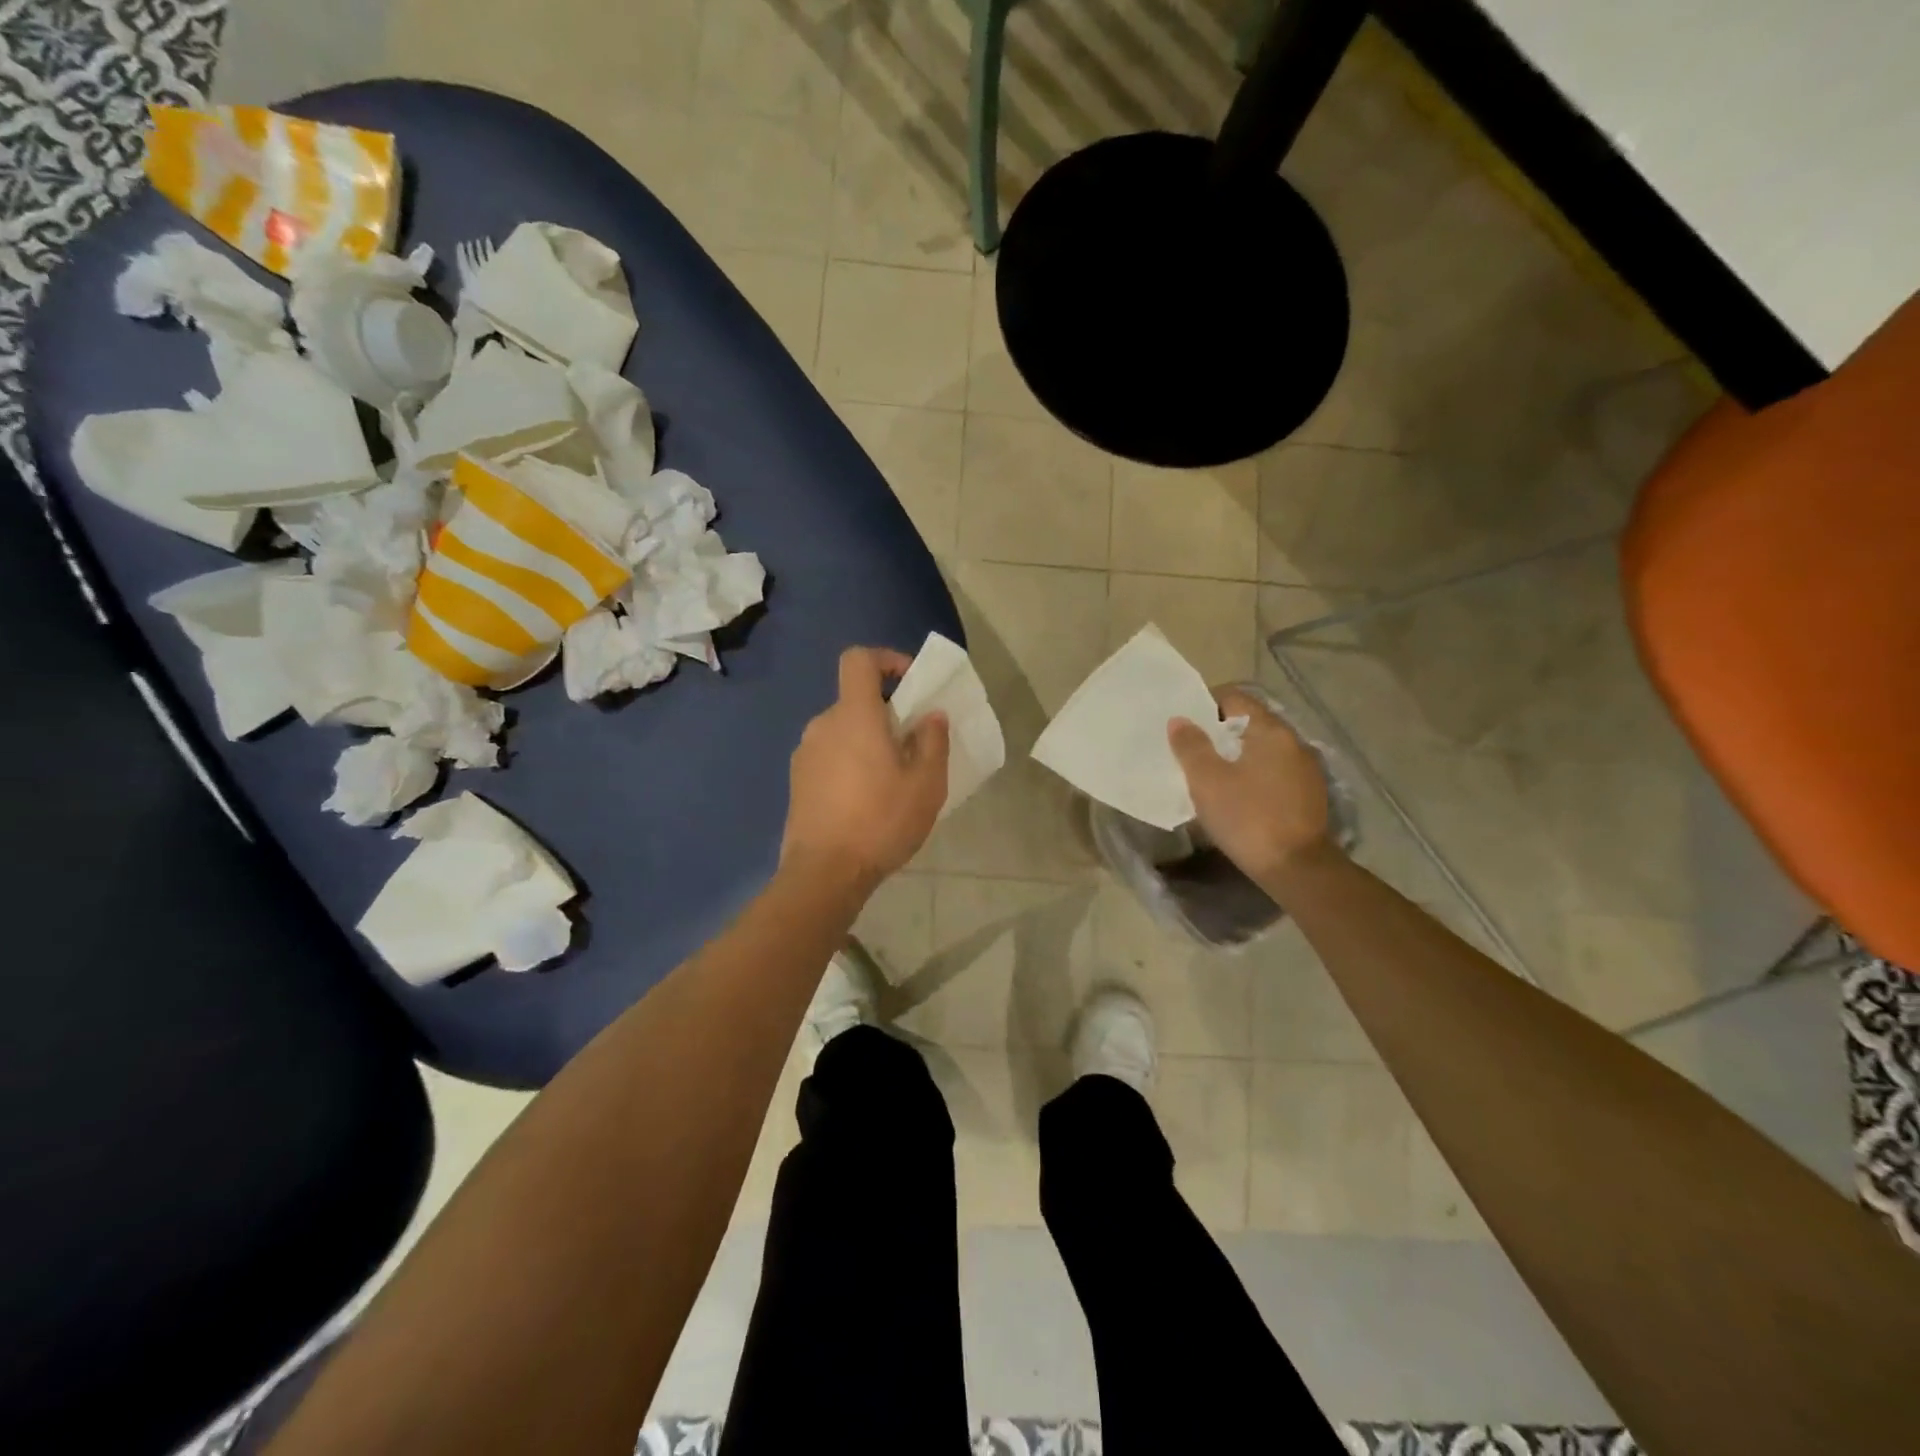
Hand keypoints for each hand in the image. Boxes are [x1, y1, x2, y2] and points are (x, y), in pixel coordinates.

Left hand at [782, 647, 949, 892]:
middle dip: (886, 713)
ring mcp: (805, 754)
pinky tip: (866, 801)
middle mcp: (823, 725)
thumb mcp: (925, 784)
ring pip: (843, 731)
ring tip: (892, 779)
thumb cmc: (880, 821)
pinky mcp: (797, 781)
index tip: (910, 683)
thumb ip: (932, 742)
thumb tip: (931, 716)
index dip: (886, 660)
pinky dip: (850, 763)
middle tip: (912, 745)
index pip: (859, 660)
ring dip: (868, 742)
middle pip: (855, 700)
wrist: (824, 873)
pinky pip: (829, 756)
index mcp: (854, 716)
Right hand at [1168, 687, 1337, 882]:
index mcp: (1270, 730)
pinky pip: (1274, 772)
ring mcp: (1306, 769)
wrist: (1296, 868)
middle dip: (1219, 733)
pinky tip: (1238, 797)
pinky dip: (1254, 775)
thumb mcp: (1207, 781)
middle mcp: (1294, 742)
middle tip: (1191, 751)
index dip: (1206, 704)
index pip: (1236, 698)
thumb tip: (1180, 720)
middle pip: (1250, 723)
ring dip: (1237, 756)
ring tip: (1211, 776)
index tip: (1184, 723)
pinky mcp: (1309, 795)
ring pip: (1263, 750)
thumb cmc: (1247, 817)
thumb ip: (1191, 746)